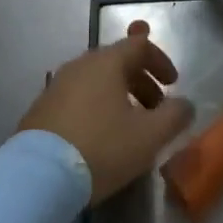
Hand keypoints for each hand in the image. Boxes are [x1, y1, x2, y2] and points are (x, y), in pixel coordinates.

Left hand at [20, 22, 193, 204]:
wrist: (37, 177)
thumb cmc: (101, 148)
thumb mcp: (149, 136)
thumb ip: (175, 116)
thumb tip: (185, 105)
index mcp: (106, 62)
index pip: (139, 45)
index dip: (161, 60)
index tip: (174, 84)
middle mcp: (80, 65)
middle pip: (117, 62)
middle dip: (142, 81)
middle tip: (156, 108)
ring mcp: (56, 86)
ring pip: (96, 81)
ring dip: (119, 95)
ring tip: (130, 125)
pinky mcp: (41, 109)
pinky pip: (78, 97)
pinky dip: (97, 107)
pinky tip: (100, 136)